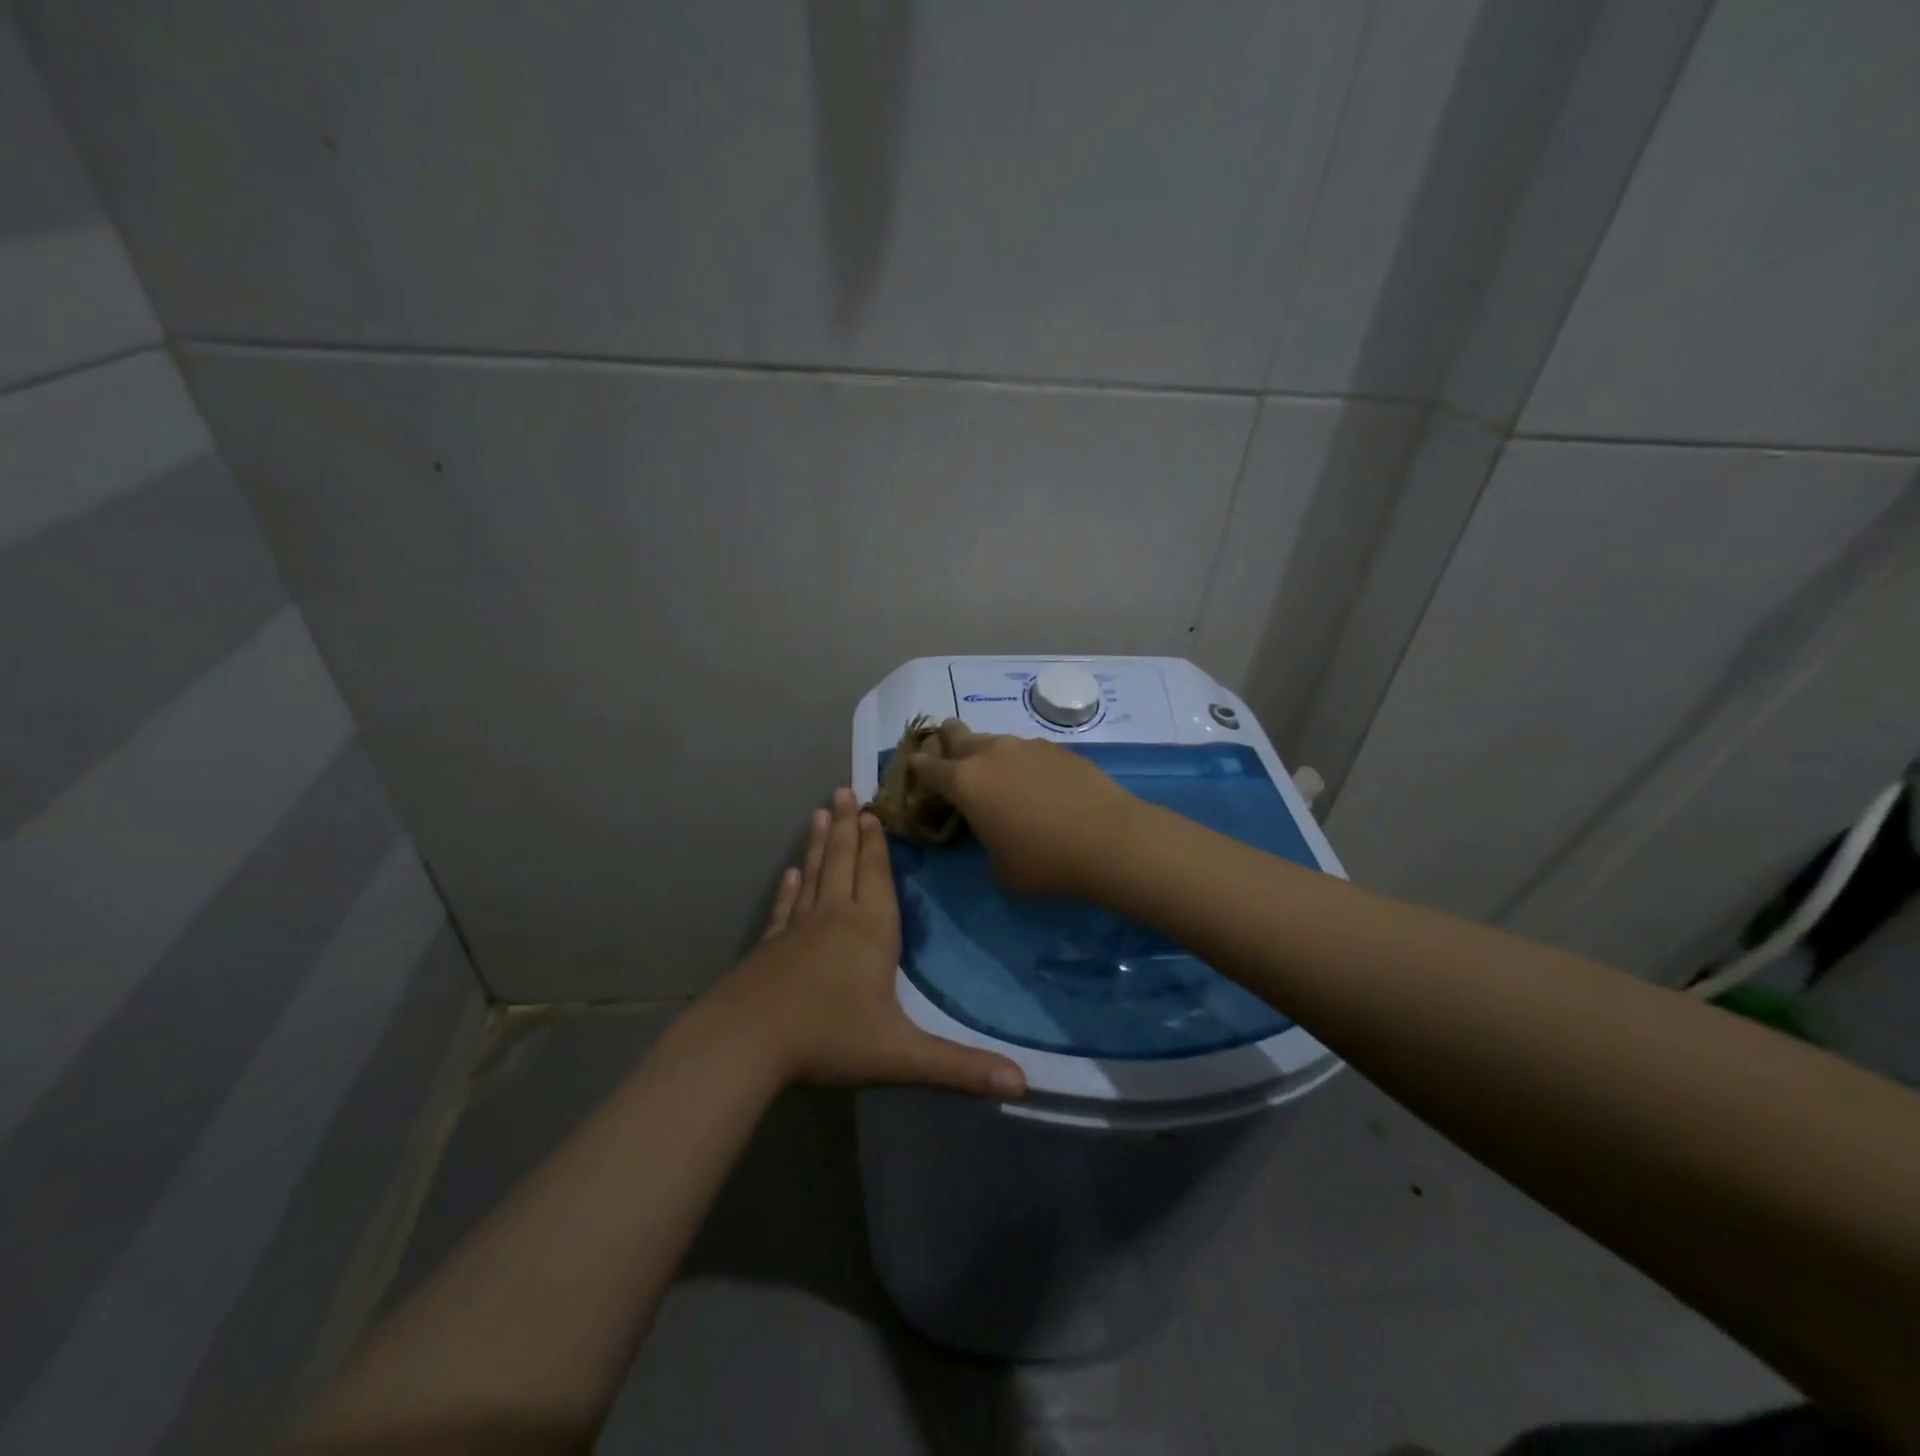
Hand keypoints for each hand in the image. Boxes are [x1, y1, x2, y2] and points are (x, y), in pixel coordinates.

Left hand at [705, 788, 1026, 1099]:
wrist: (746, 1044)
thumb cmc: (829, 1038)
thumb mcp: (901, 1055)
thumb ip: (960, 1067)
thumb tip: (1023, 1086)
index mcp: (870, 931)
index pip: (877, 877)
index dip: (877, 844)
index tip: (872, 810)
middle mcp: (835, 919)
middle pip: (843, 863)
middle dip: (846, 828)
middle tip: (843, 791)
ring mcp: (797, 930)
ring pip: (813, 876)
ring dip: (817, 844)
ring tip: (819, 812)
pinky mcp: (769, 948)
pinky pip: (785, 908)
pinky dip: (789, 888)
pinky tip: (788, 874)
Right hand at [909, 721, 1145, 897]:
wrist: (1110, 840)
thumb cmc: (1044, 861)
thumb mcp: (999, 869)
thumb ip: (984, 843)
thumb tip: (992, 833)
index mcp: (965, 781)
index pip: (928, 767)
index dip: (918, 768)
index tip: (914, 769)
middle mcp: (991, 753)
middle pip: (958, 735)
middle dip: (948, 740)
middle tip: (948, 751)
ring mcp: (1027, 746)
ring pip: (995, 741)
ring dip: (987, 753)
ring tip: (998, 775)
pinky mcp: (1058, 748)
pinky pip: (1027, 751)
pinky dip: (1021, 762)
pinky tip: (1036, 784)